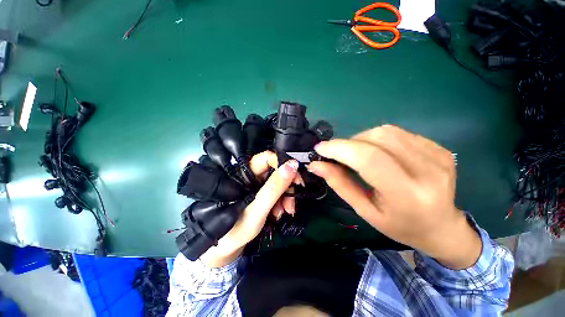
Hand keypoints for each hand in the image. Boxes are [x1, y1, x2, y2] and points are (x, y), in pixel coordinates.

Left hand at [201, 151, 298, 266]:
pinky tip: (280, 213)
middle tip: (291, 203)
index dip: (283, 165)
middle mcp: (251, 176)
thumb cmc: (235, 231)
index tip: (296, 180)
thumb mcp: (257, 210)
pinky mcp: (260, 193)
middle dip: (287, 186)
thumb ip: (274, 188)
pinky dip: (282, 201)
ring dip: (286, 196)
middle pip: (275, 170)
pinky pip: (276, 191)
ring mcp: (256, 185)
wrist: (226, 248)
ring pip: (278, 182)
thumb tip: (292, 165)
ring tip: (286, 212)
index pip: (267, 158)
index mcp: (244, 174)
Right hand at [307, 125, 480, 268]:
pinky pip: (398, 133)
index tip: (320, 148)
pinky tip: (379, 153)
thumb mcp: (364, 210)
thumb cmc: (399, 225)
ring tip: (357, 154)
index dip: (340, 148)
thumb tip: (316, 165)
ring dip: (362, 139)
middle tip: (338, 154)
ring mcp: (437, 156)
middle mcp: (427, 171)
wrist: (442, 227)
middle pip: (377, 139)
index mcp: (407, 195)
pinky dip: (378, 139)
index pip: (368, 159)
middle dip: (348, 143)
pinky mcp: (439, 148)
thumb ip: (339, 183)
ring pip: (386, 131)